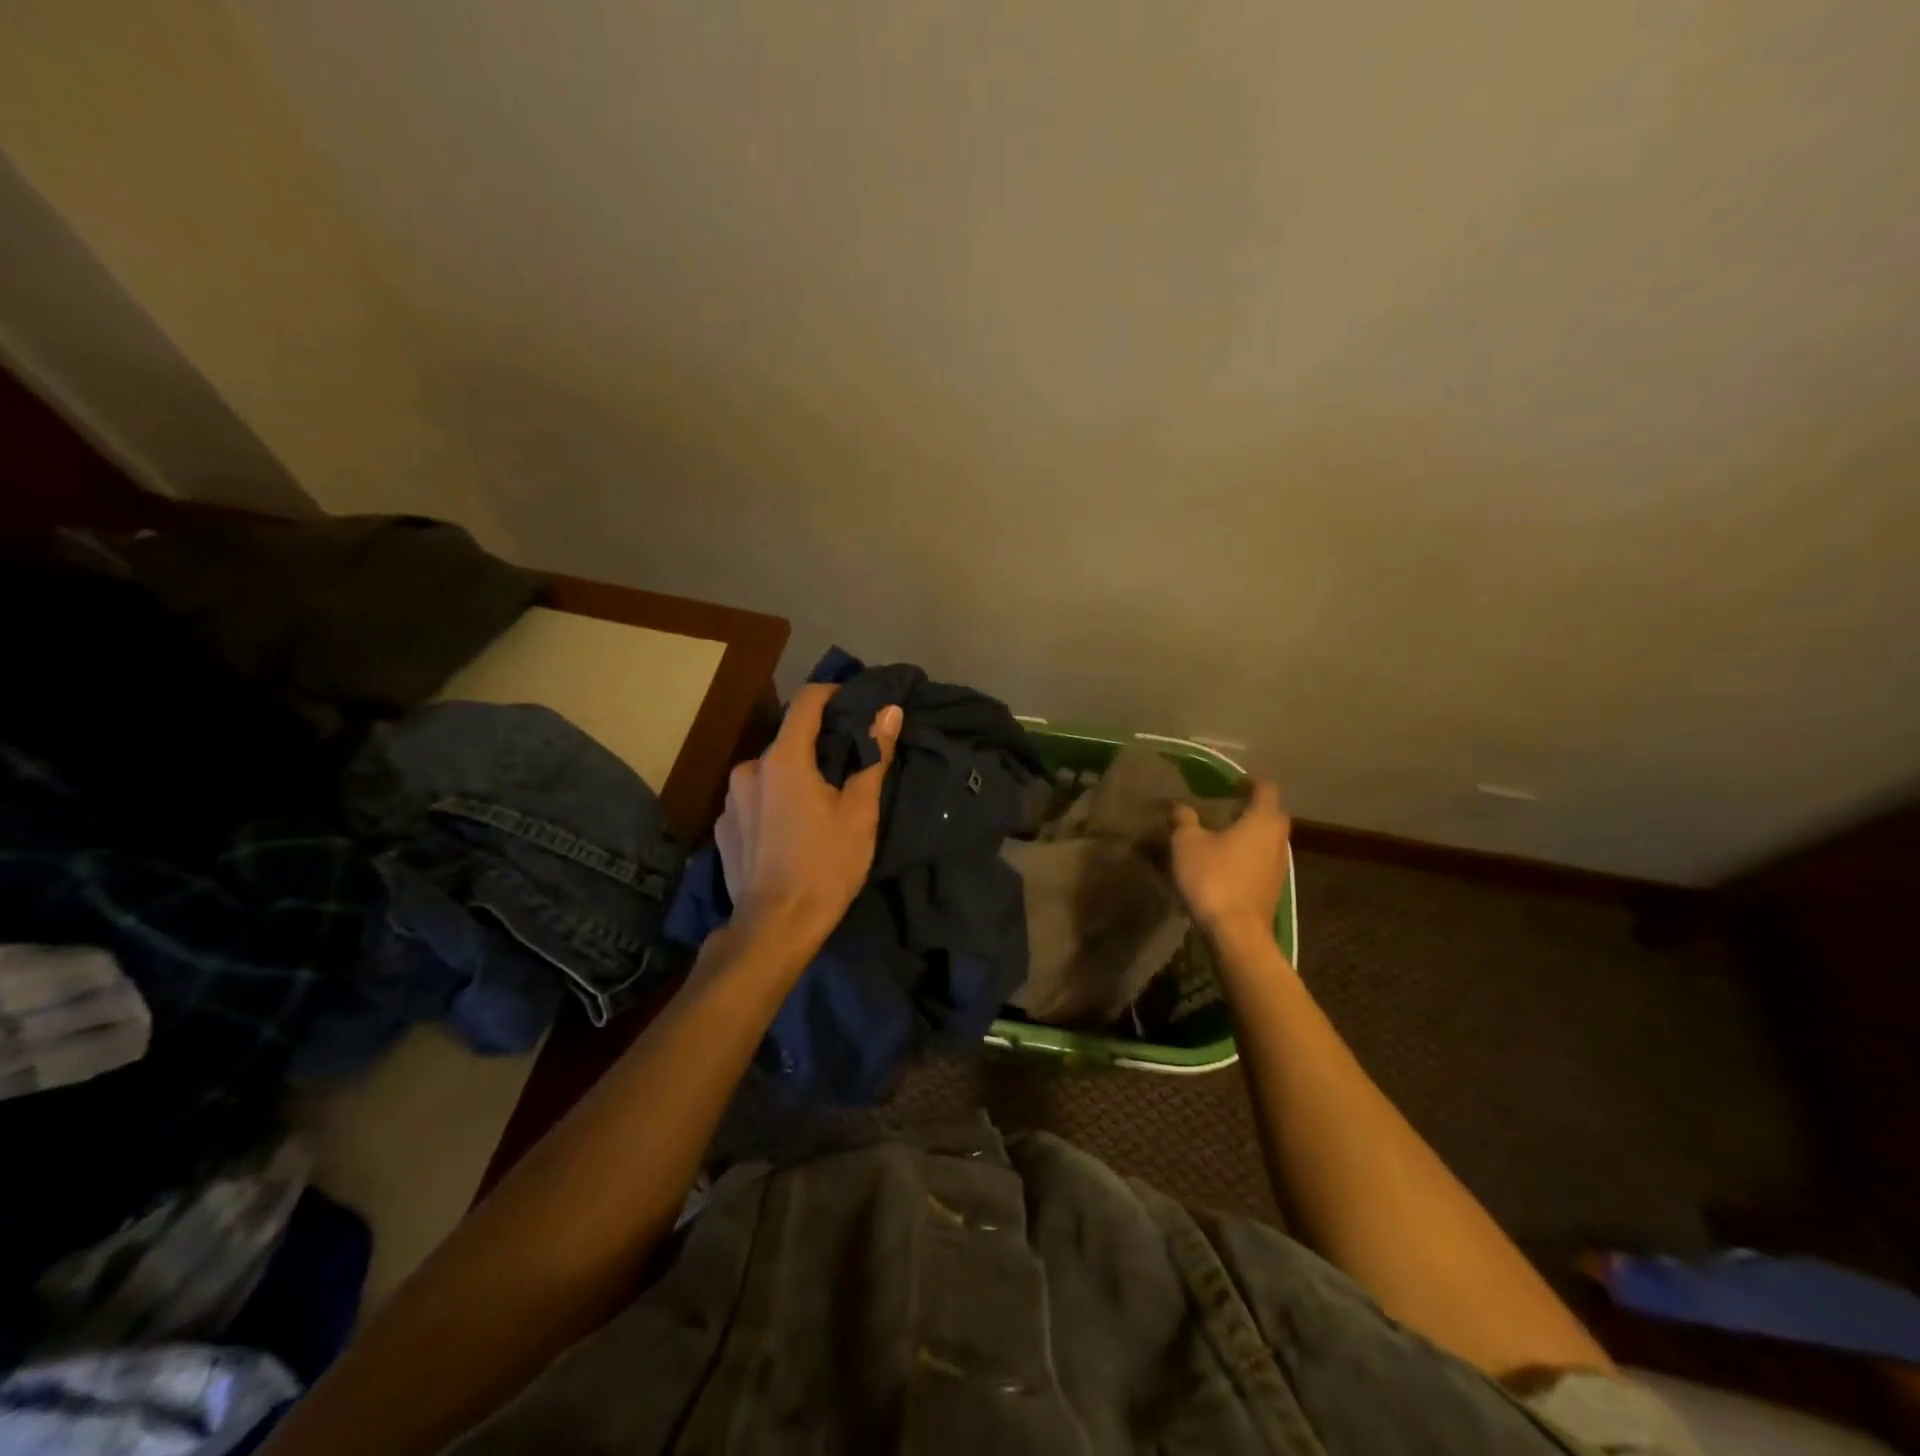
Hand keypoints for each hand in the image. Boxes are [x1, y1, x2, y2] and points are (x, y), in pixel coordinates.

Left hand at [715, 684, 901, 946]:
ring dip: (793, 775)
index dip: (834, 694)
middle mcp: (749, 769)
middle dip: (817, 744)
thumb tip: (888, 711)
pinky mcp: (722, 828)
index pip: (807, 701)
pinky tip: (789, 830)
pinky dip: (773, 801)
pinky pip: (753, 799)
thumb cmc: (825, 866)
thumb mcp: (860, 812)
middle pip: (788, 739)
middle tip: (847, 765)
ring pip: (769, 771)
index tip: (857, 704)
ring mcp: (730, 800)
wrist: (775, 928)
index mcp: (783, 759)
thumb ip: (872, 756)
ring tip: (818, 802)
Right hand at [1170, 780, 1290, 943]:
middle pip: (1272, 814)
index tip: (1231, 783)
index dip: (1249, 782)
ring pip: (1269, 839)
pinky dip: (1249, 855)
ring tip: (1223, 836)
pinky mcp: (1273, 889)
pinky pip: (1263, 861)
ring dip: (1251, 834)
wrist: (1236, 933)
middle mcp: (1278, 840)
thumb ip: (1185, 820)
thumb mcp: (1187, 843)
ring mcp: (1279, 866)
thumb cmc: (1213, 878)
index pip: (1266, 789)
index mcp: (1262, 821)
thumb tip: (1182, 807)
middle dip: (1253, 808)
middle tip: (1227, 808)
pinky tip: (1226, 864)